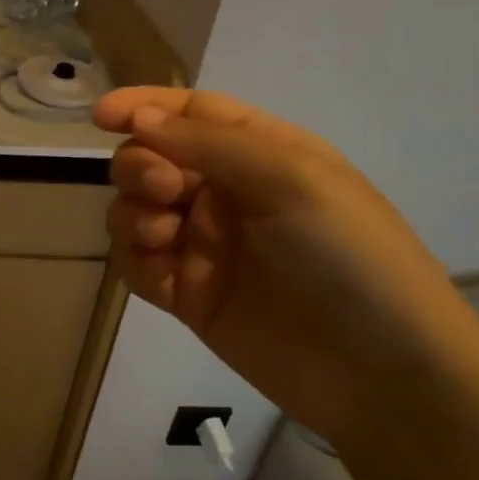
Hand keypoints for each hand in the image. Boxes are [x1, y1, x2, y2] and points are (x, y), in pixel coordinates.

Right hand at [95, 88, 478, 439]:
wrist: (378, 372)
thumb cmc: (349, 257)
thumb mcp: (292, 180)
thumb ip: (210, 143)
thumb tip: (138, 118)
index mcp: (260, 154)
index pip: (191, 114)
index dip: (143, 107)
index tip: (100, 116)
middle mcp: (225, 194)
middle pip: (150, 160)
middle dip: (141, 167)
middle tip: (165, 191)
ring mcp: (202, 246)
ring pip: (133, 210)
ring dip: (134, 214)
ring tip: (163, 236)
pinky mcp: (185, 294)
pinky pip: (136, 263)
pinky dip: (136, 261)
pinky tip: (163, 275)